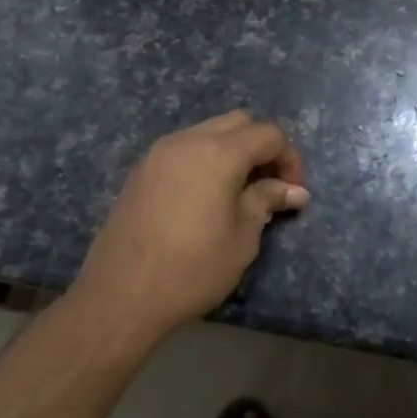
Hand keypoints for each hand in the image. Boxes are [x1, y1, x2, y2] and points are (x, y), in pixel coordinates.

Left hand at [73, 110, 308, 336]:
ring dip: (231, 151)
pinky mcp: (141, 170)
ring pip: (207, 132)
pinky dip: (204, 160)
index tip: (292, 191)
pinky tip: (205, 196)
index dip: (289, 158)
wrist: (121, 294)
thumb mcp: (242, 238)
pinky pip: (183, 149)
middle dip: (261, 147)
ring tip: (238, 192)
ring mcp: (159, 153)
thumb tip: (295, 190)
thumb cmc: (192, 268)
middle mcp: (187, 140)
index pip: (268, 134)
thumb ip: (266, 201)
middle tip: (269, 185)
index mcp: (218, 153)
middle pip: (237, 123)